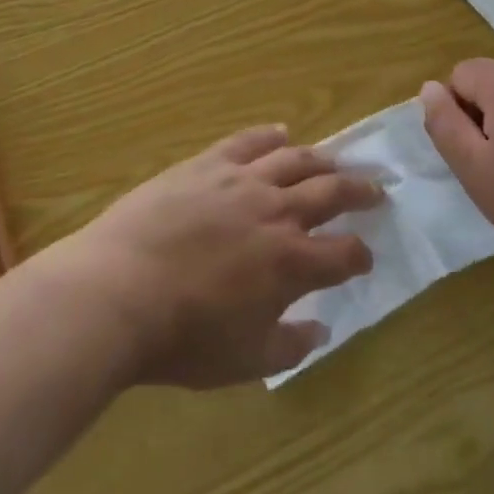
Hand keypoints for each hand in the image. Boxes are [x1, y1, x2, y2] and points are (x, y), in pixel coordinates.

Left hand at [67, 125, 380, 386]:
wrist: (117, 292)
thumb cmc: (182, 337)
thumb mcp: (244, 360)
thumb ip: (291, 346)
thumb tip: (322, 330)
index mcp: (291, 262)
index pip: (343, 253)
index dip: (360, 255)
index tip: (365, 256)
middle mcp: (277, 212)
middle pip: (331, 192)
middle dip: (360, 192)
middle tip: (376, 189)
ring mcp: (243, 181)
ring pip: (296, 160)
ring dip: (322, 160)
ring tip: (335, 162)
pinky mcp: (209, 163)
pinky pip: (248, 141)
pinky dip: (270, 135)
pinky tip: (282, 132)